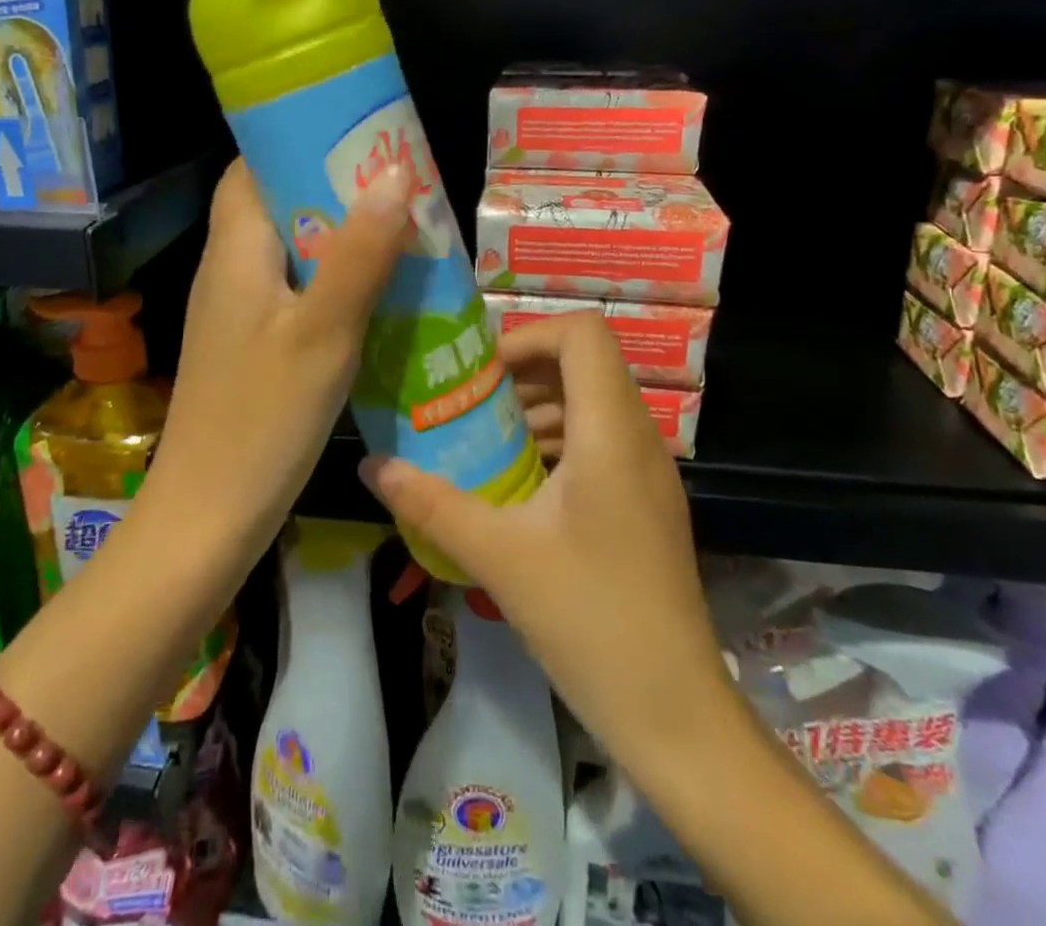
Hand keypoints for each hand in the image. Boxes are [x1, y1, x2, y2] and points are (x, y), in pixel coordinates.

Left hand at [147, 158, 413, 562]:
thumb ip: (359, 253)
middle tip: (397, 183)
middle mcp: (228, 268)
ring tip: (400, 229)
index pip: (254, 166)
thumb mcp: (324, 331)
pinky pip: (293, 289)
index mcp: (235, 248)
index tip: (358, 134)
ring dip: (338, 235)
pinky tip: (376, 294)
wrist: (208, 515)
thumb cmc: (264, 417)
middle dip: (333, 187)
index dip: (300, 141)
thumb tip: (394, 173)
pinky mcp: (249, 344)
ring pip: (289, 249)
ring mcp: (236, 309)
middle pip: (276, 203)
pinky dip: (331, 279)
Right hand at [362, 312, 727, 775]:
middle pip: (585, 362)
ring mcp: (649, 471)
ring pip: (594, 402)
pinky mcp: (647, 501)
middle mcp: (638, 437)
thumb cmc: (589, 620)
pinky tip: (519, 483)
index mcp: (610, 432)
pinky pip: (601, 440)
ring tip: (486, 441)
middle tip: (472, 403)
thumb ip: (431, 504)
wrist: (675, 713)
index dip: (529, 335)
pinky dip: (558, 440)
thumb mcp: (499, 556)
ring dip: (539, 407)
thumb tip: (370, 467)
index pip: (584, 333)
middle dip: (524, 371)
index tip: (482, 374)